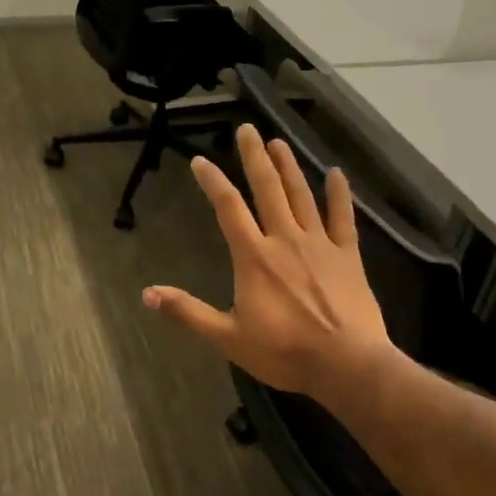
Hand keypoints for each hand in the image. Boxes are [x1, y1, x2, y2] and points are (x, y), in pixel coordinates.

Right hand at [143, 124, 398, 403]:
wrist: (347, 365)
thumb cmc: (284, 352)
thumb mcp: (228, 337)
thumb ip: (188, 312)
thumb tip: (147, 294)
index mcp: (254, 257)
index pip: (228, 209)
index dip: (213, 182)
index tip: (200, 161)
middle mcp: (284, 240)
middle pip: (267, 189)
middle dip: (254, 157)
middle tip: (247, 129)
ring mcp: (320, 244)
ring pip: (302, 196)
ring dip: (288, 167)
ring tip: (278, 142)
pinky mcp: (348, 256)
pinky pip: (343, 218)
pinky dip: (339, 194)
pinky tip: (336, 173)